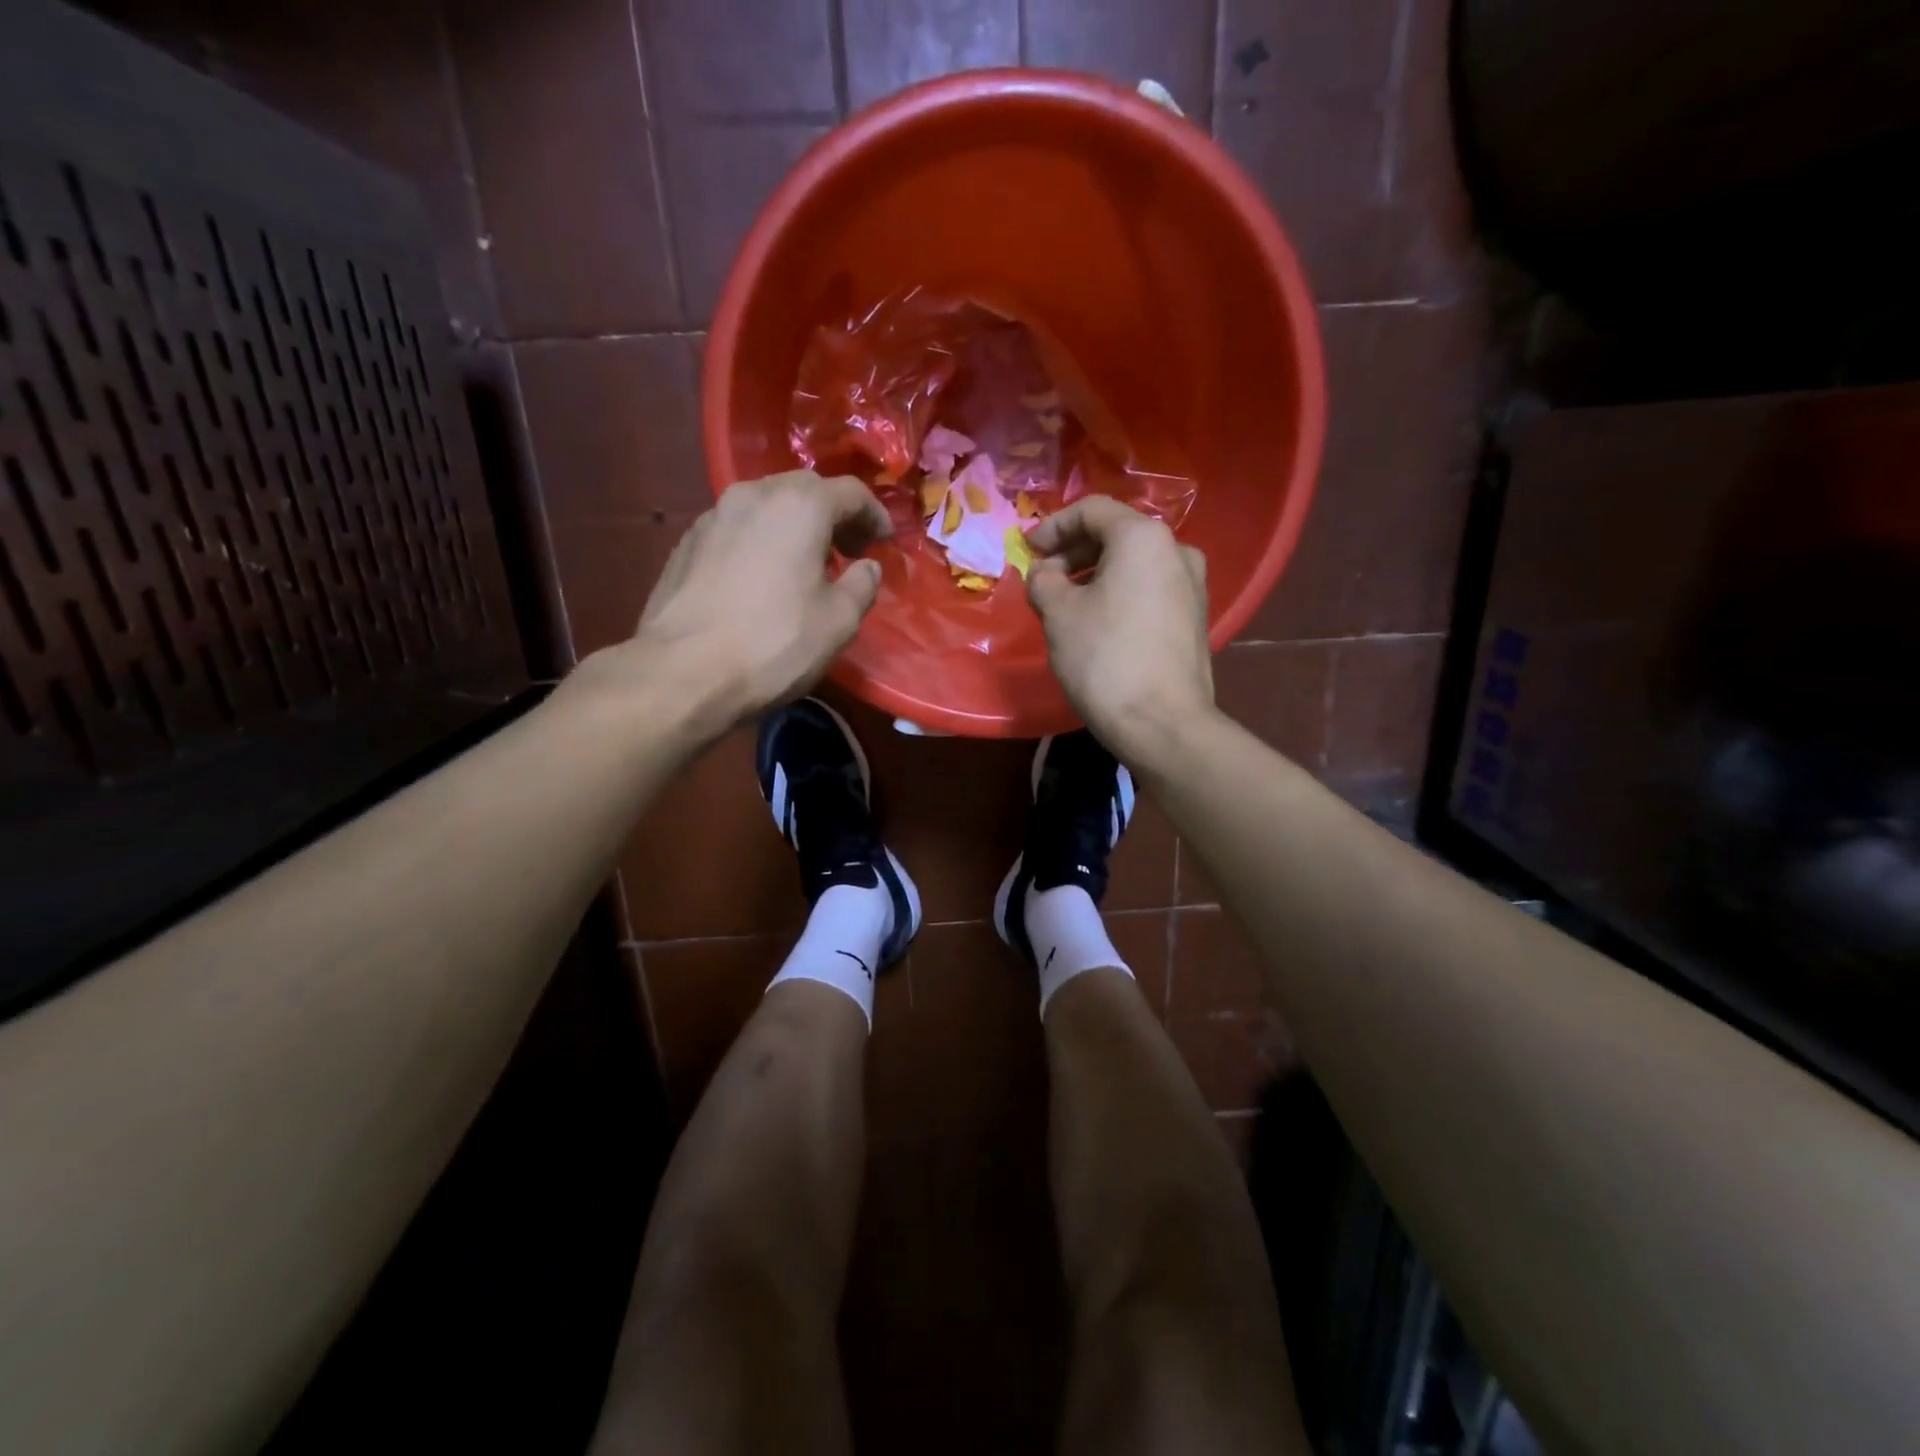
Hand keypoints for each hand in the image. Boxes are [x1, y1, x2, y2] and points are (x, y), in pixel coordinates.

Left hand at [592, 471, 890, 732]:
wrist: (683, 671)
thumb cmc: (774, 644)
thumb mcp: (839, 621)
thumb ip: (862, 585)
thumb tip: (866, 567)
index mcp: (800, 506)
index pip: (851, 492)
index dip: (875, 515)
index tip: (884, 542)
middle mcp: (754, 495)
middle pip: (805, 488)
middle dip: (833, 514)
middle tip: (848, 550)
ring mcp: (714, 516)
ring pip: (766, 504)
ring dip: (794, 525)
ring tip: (805, 564)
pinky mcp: (687, 542)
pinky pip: (737, 527)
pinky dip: (761, 540)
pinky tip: (762, 577)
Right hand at [1027, 497, 1215, 767]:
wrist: (1163, 723)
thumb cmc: (1105, 658)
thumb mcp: (1058, 614)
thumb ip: (1043, 580)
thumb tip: (1045, 573)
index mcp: (1144, 538)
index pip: (1092, 511)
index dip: (1053, 526)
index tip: (1027, 551)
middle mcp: (1177, 550)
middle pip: (1116, 535)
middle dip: (1073, 552)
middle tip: (1043, 579)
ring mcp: (1193, 585)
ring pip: (1134, 564)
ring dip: (1094, 574)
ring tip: (1065, 604)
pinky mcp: (1195, 617)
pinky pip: (1149, 589)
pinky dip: (1118, 593)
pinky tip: (1097, 623)